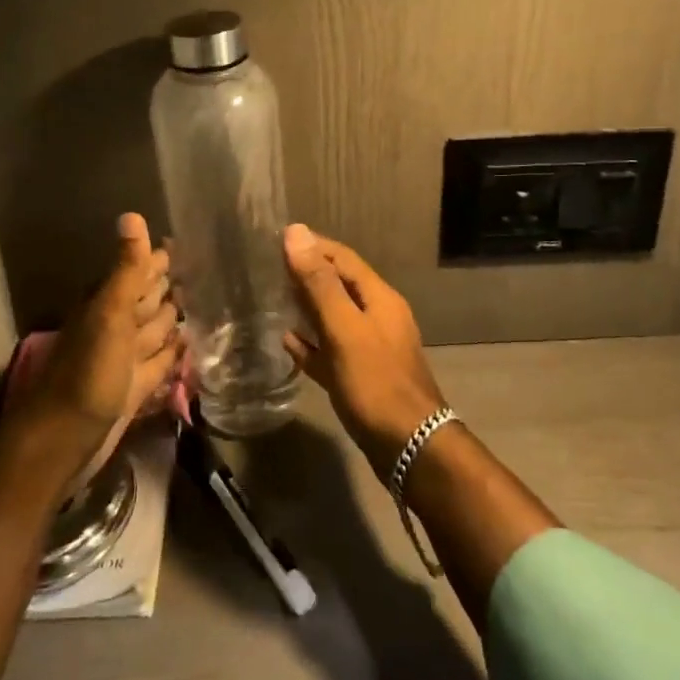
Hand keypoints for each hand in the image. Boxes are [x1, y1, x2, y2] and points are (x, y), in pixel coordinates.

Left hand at [22, 213, 180, 476]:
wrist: (65, 439)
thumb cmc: (88, 371)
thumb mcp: (110, 313)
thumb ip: (126, 269)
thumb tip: (132, 214)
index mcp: (107, 303)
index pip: (139, 271)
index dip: (159, 259)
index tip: (187, 244)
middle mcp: (117, 326)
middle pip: (148, 299)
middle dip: (170, 286)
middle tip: (203, 271)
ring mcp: (127, 358)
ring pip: (155, 329)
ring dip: (175, 317)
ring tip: (204, 302)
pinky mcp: (136, 387)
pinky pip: (161, 361)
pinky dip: (175, 352)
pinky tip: (191, 344)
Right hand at [283, 223, 447, 477]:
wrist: (409, 446)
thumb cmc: (375, 382)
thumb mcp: (344, 328)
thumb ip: (320, 283)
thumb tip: (296, 232)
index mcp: (379, 298)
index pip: (343, 258)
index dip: (313, 245)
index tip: (278, 240)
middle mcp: (378, 317)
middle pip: (339, 285)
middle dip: (308, 274)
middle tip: (270, 268)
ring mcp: (371, 348)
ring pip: (335, 317)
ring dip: (308, 306)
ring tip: (275, 299)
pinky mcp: (362, 377)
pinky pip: (331, 351)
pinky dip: (311, 343)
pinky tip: (289, 343)